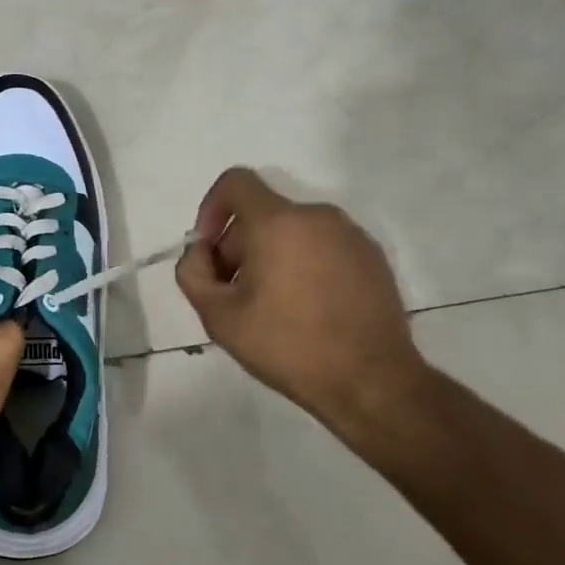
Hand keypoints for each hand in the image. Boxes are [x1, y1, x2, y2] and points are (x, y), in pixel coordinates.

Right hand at [175, 168, 428, 439]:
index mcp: (278, 222)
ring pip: (294, 230)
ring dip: (271, 255)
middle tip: (234, 291)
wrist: (372, 381)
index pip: (235, 182)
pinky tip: (306, 308)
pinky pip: (323, 246)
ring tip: (271, 304)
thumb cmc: (288, 346)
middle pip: (263, 212)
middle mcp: (317, 216)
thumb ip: (192, 273)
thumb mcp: (219, 317)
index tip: (210, 251)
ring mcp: (350, 235)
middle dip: (239, 243)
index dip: (211, 208)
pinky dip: (304, 263)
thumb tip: (200, 252)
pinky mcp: (372, 257)